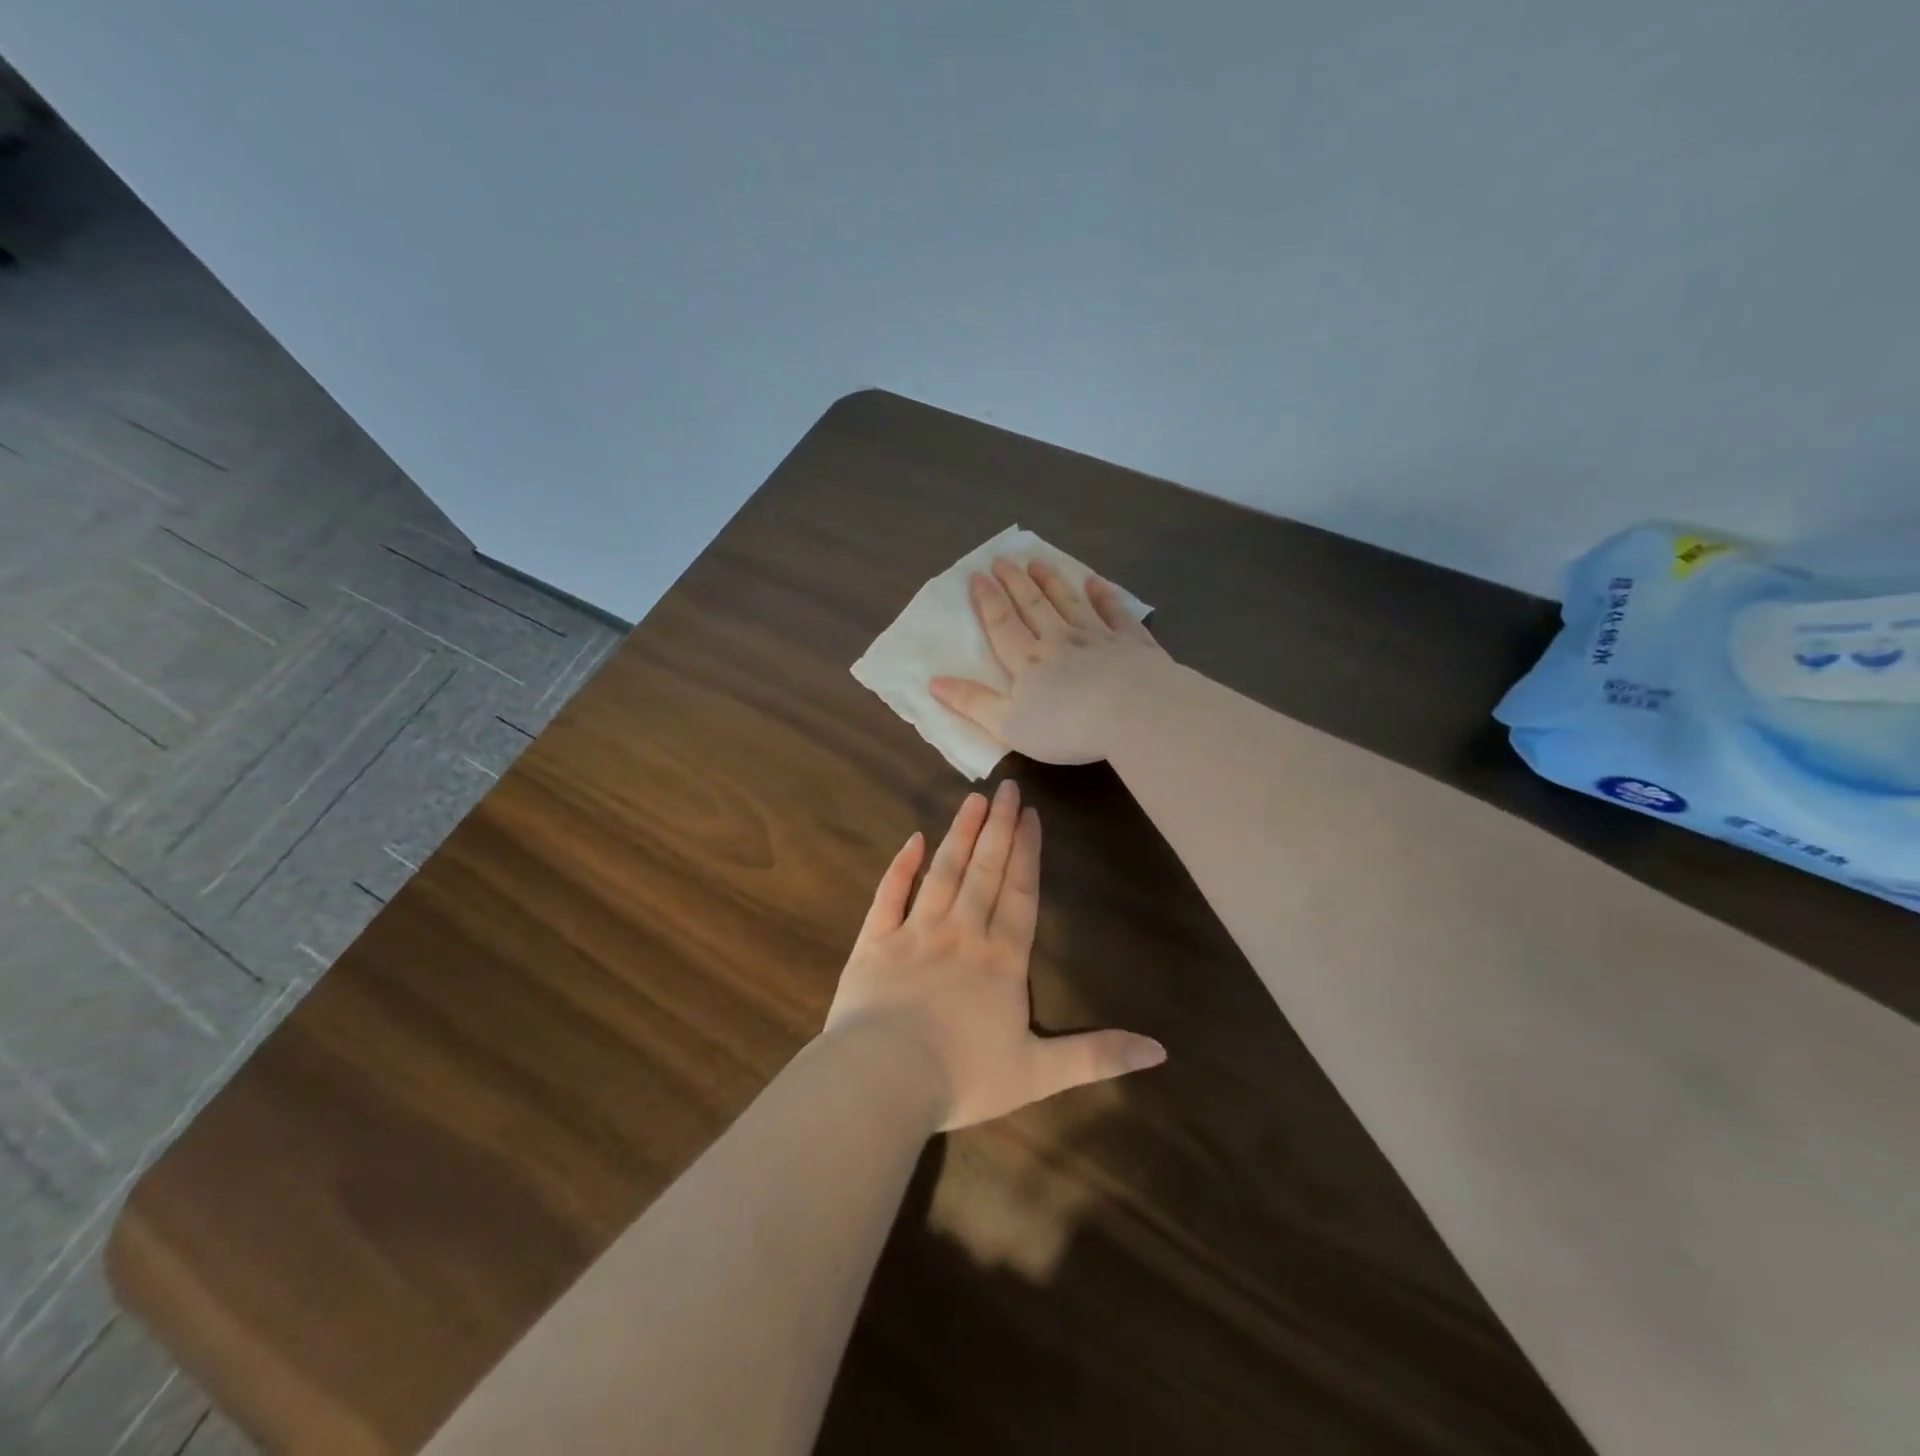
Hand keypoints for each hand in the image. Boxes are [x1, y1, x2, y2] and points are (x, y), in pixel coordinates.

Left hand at [823, 780, 1164, 1130]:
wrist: (884, 1079)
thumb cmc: (963, 1077)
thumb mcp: (1039, 1074)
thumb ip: (1096, 1056)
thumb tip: (1160, 1051)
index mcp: (1001, 960)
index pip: (1020, 894)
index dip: (1027, 852)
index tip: (1031, 814)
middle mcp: (961, 934)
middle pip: (985, 871)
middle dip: (998, 827)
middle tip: (1007, 787)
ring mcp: (915, 932)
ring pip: (943, 872)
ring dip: (960, 834)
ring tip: (973, 799)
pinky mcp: (874, 941)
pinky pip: (889, 894)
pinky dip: (901, 866)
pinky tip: (913, 839)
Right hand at [930, 557, 1169, 765]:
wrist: (1135, 714)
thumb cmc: (1067, 727)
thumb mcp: (1009, 725)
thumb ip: (973, 703)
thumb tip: (933, 683)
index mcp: (1029, 662)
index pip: (1002, 624)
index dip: (988, 600)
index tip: (977, 576)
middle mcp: (1061, 640)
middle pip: (1034, 606)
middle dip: (1016, 582)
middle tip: (1003, 559)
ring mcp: (1099, 638)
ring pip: (1071, 602)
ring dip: (1053, 582)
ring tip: (1039, 563)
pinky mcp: (1133, 644)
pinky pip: (1116, 613)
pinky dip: (1105, 597)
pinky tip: (1097, 583)